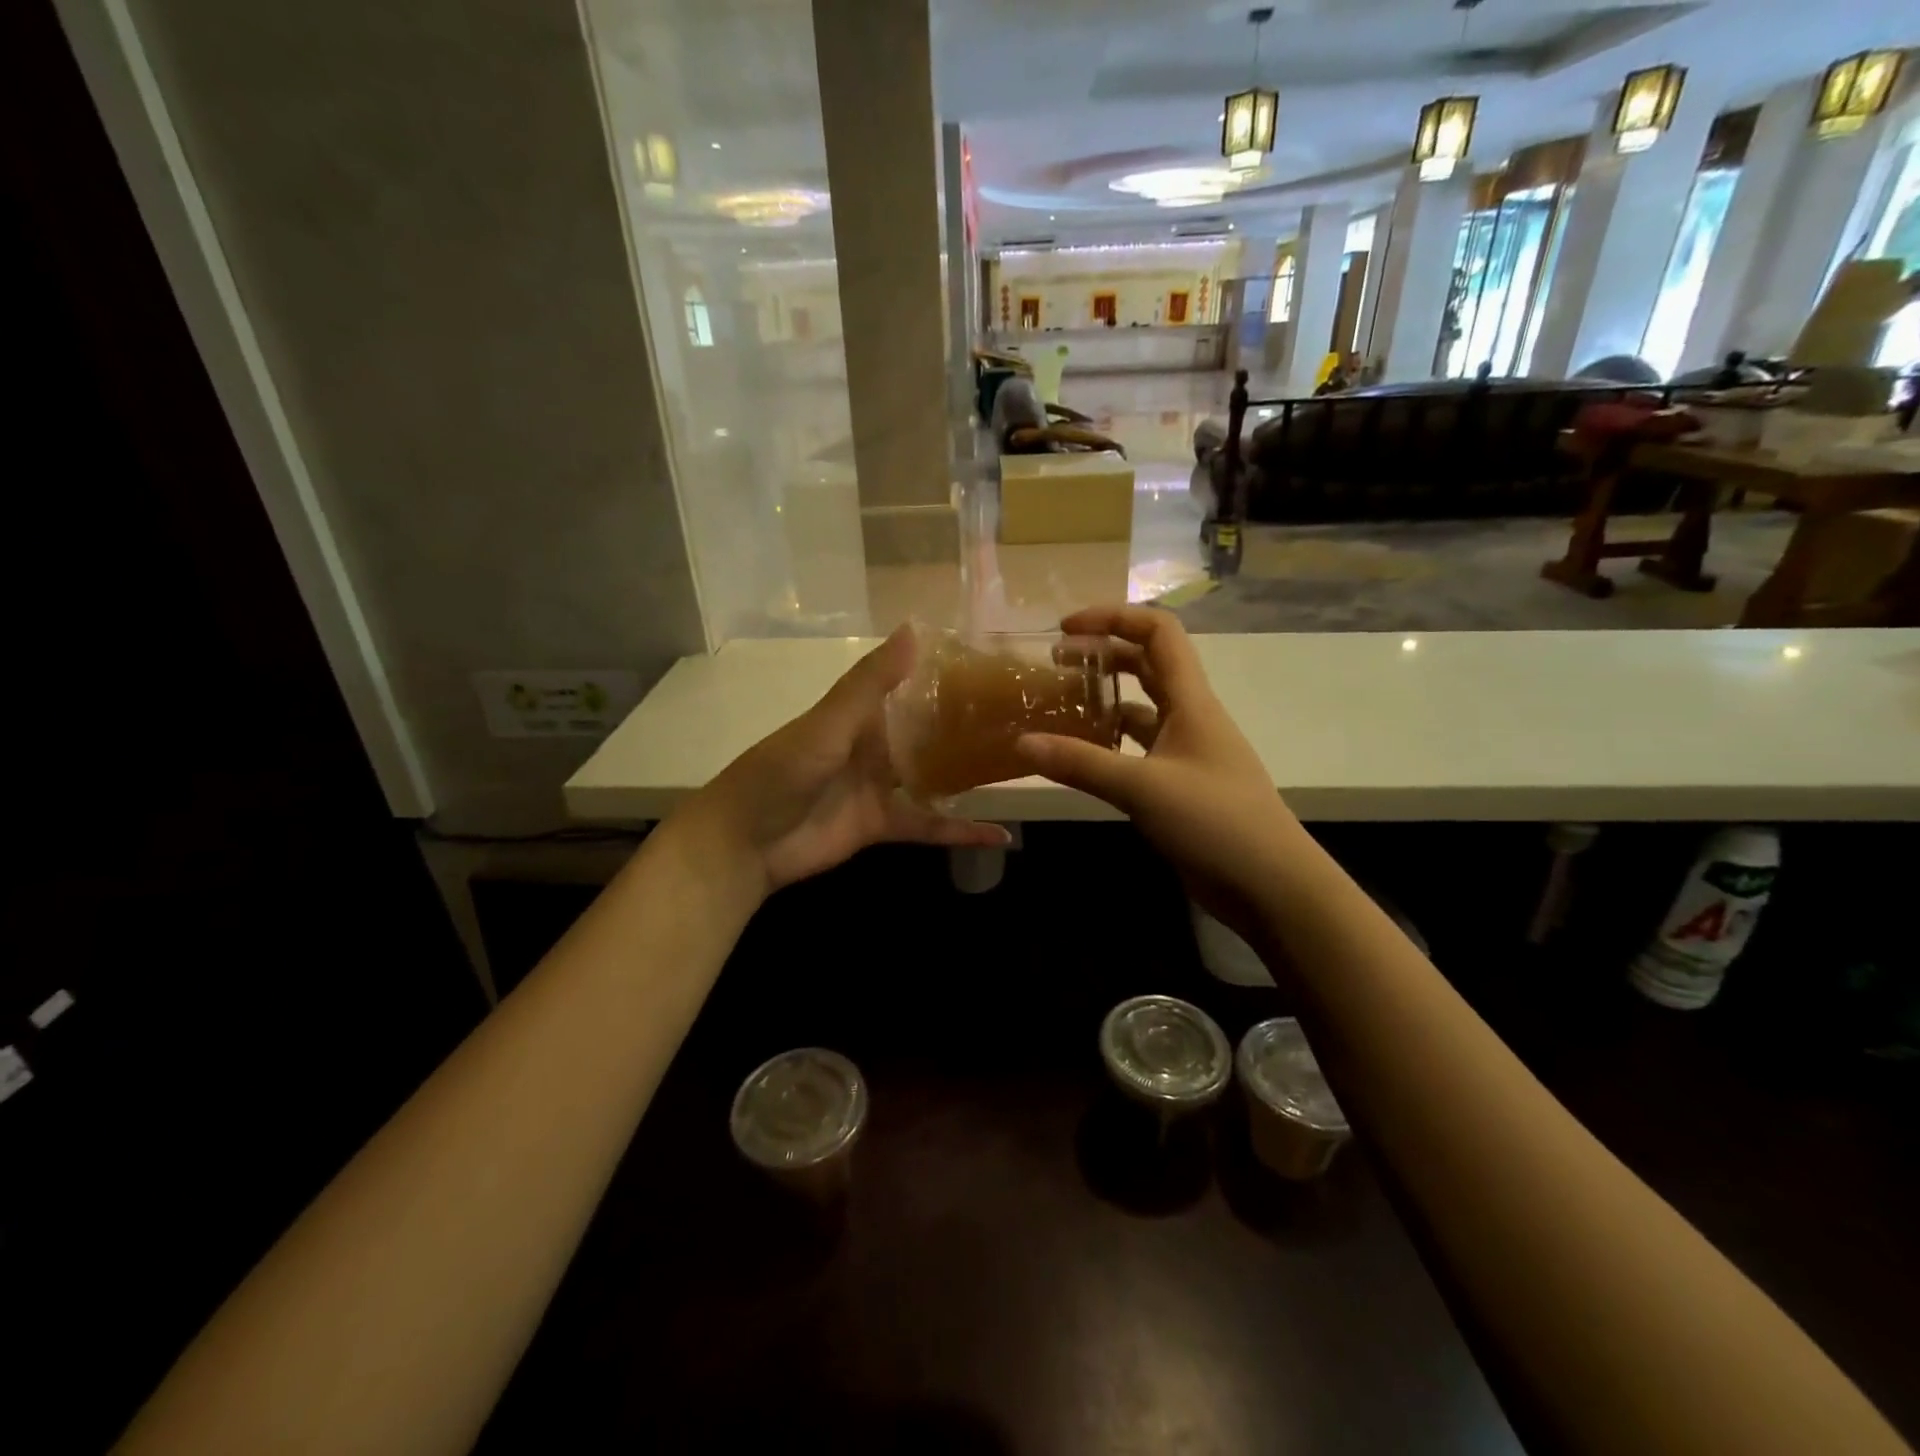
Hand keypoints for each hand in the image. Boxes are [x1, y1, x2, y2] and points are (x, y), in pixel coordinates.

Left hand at [689, 626, 1008, 894]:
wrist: (745, 842)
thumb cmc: (782, 771)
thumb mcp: (828, 723)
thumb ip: (871, 683)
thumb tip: (914, 629)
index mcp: (860, 714)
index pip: (909, 686)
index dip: (945, 675)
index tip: (993, 665)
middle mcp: (875, 745)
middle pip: (928, 732)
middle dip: (967, 725)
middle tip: (1022, 717)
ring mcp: (881, 787)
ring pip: (935, 777)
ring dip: (971, 774)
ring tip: (1021, 764)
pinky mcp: (884, 824)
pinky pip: (929, 825)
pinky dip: (961, 831)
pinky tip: (1000, 836)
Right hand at [1014, 605, 1301, 930]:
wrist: (1270, 884)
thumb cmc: (1215, 821)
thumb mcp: (1142, 787)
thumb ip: (1081, 763)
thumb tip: (1021, 743)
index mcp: (1191, 700)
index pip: (1157, 632)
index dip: (1113, 618)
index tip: (1067, 629)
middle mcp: (1189, 717)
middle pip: (1147, 664)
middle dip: (1102, 654)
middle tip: (1055, 664)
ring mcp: (1186, 752)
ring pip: (1141, 709)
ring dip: (1104, 699)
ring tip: (1058, 706)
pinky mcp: (1179, 784)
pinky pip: (1138, 749)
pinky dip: (1109, 744)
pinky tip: (1079, 756)